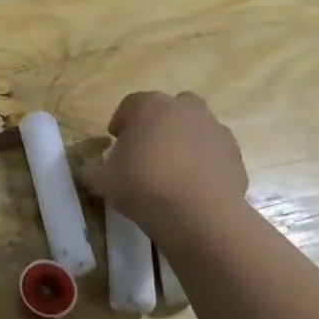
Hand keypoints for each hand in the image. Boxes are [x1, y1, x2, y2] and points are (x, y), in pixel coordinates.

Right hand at [77, 90, 248, 244]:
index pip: (130, 105)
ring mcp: (214, 128)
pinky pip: (214, 151)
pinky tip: (194, 184)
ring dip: (184, 140)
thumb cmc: (143, 185)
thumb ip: (91, 172)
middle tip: (147, 150)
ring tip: (173, 169)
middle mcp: (184, 108)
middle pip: (168, 108)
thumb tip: (84, 172)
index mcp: (149, 106)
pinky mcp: (235, 153)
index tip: (116, 142)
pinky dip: (205, 161)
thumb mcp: (103, 181)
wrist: (198, 213)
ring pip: (196, 126)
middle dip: (158, 124)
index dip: (121, 122)